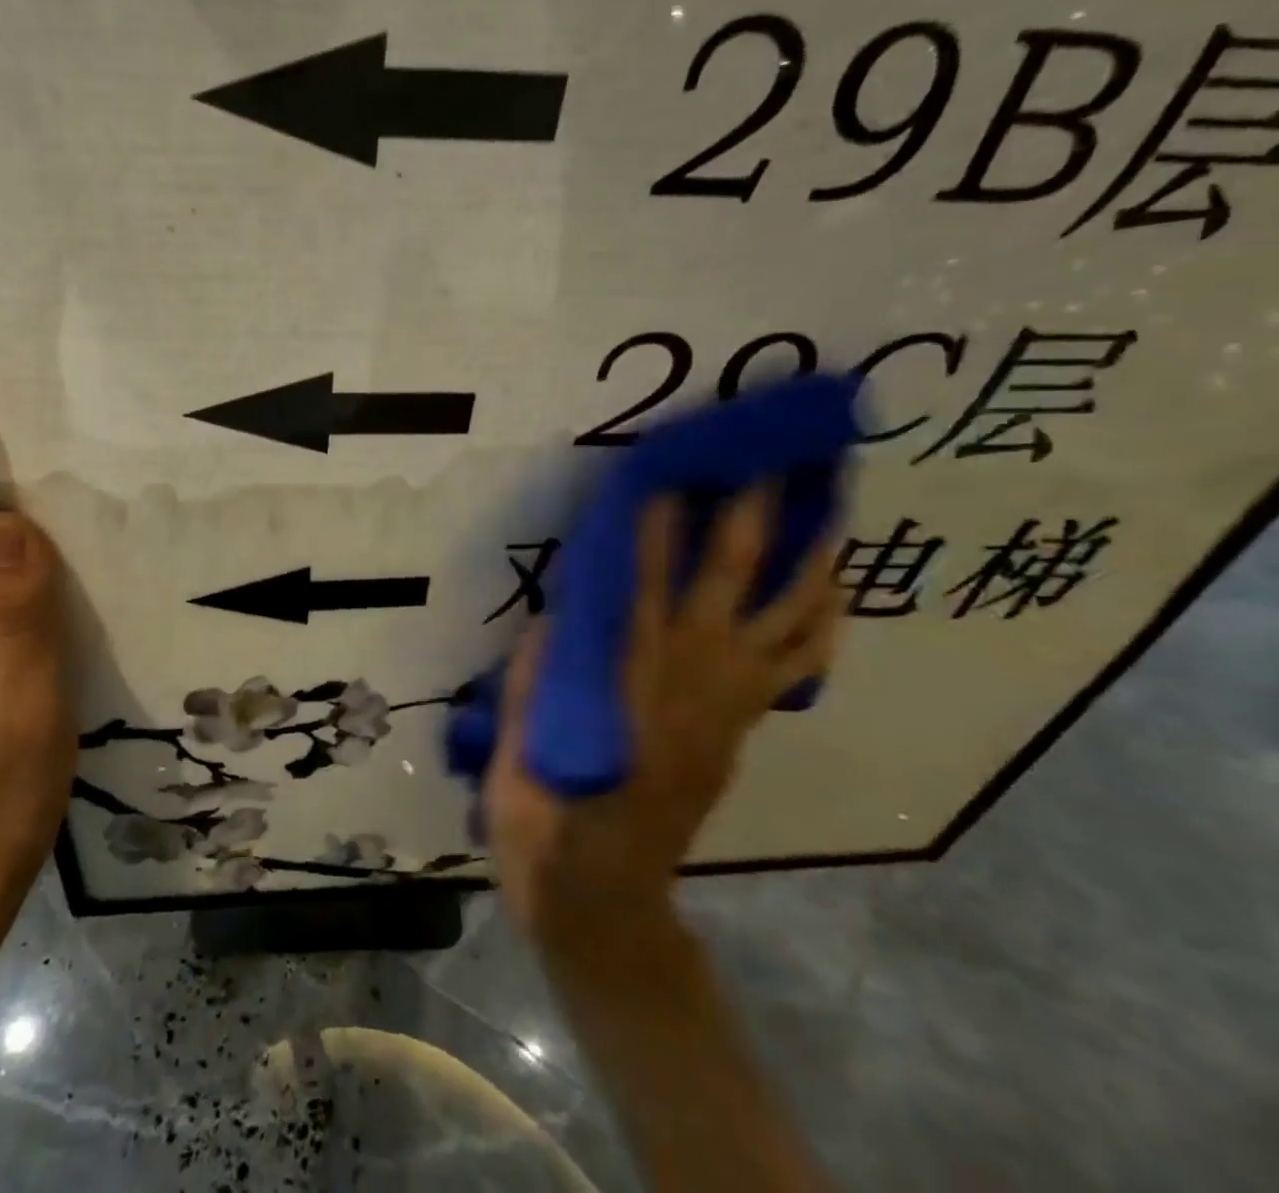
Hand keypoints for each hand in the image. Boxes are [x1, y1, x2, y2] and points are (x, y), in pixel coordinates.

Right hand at [483, 489, 840, 975]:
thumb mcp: (521, 747)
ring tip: (832, 505)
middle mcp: (689, 681)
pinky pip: (797, 665)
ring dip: (811, 559)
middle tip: (774, 458)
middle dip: (752, 516)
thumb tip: (560, 611)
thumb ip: (539, 676)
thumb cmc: (548, 815)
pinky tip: (829, 588)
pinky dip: (820, 622)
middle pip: (729, 584)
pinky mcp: (742, 725)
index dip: (657, 527)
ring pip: (786, 620)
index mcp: (627, 683)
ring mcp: (728, 704)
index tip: (670, 469)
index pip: (643, 586)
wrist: (605, 895)